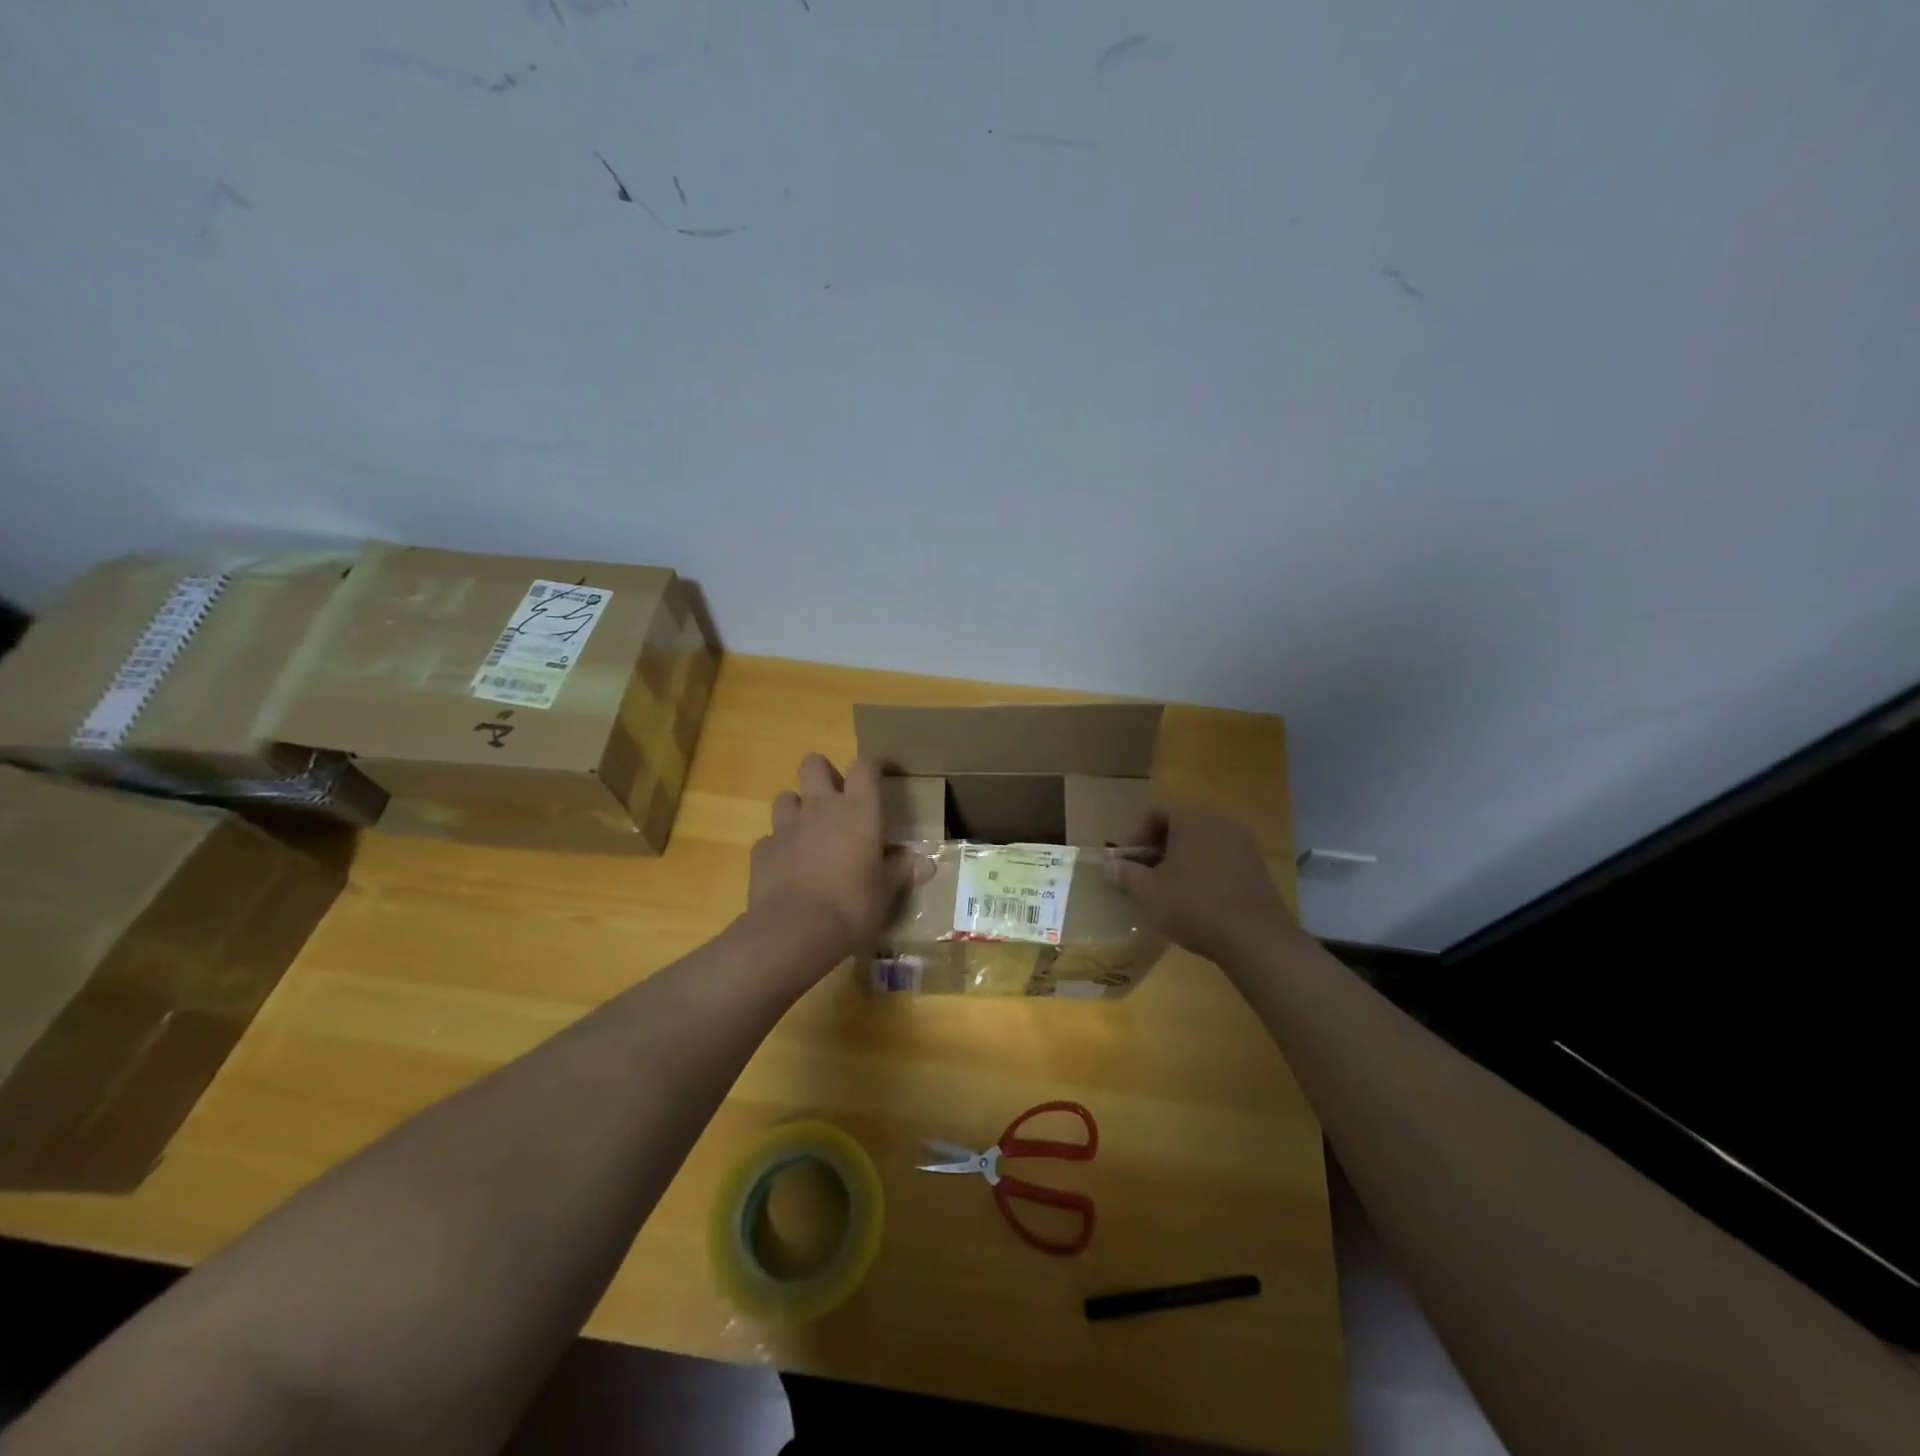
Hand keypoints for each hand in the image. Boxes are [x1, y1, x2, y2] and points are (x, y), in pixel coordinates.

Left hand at [750, 754, 918, 957]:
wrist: (794, 931)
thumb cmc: (852, 906)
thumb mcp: (886, 892)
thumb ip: (902, 872)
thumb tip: (926, 864)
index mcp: (858, 810)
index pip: (864, 767)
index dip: (870, 768)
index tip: (877, 780)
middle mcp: (821, 807)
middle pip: (814, 764)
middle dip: (823, 774)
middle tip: (835, 800)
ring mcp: (787, 826)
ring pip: (786, 797)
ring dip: (797, 808)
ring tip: (808, 832)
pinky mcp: (762, 849)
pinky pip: (770, 837)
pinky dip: (779, 846)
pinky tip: (787, 867)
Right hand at [1104, 802, 1299, 965]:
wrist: (1256, 937)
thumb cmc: (1194, 906)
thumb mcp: (1150, 892)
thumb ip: (1127, 874)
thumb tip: (1109, 865)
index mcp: (1192, 818)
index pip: (1156, 809)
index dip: (1137, 832)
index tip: (1130, 860)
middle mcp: (1219, 820)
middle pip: (1180, 821)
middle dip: (1158, 844)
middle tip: (1146, 872)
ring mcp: (1243, 840)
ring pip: (1202, 838)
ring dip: (1181, 855)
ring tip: (1169, 885)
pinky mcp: (1256, 862)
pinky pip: (1221, 853)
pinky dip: (1204, 865)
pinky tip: (1197, 894)